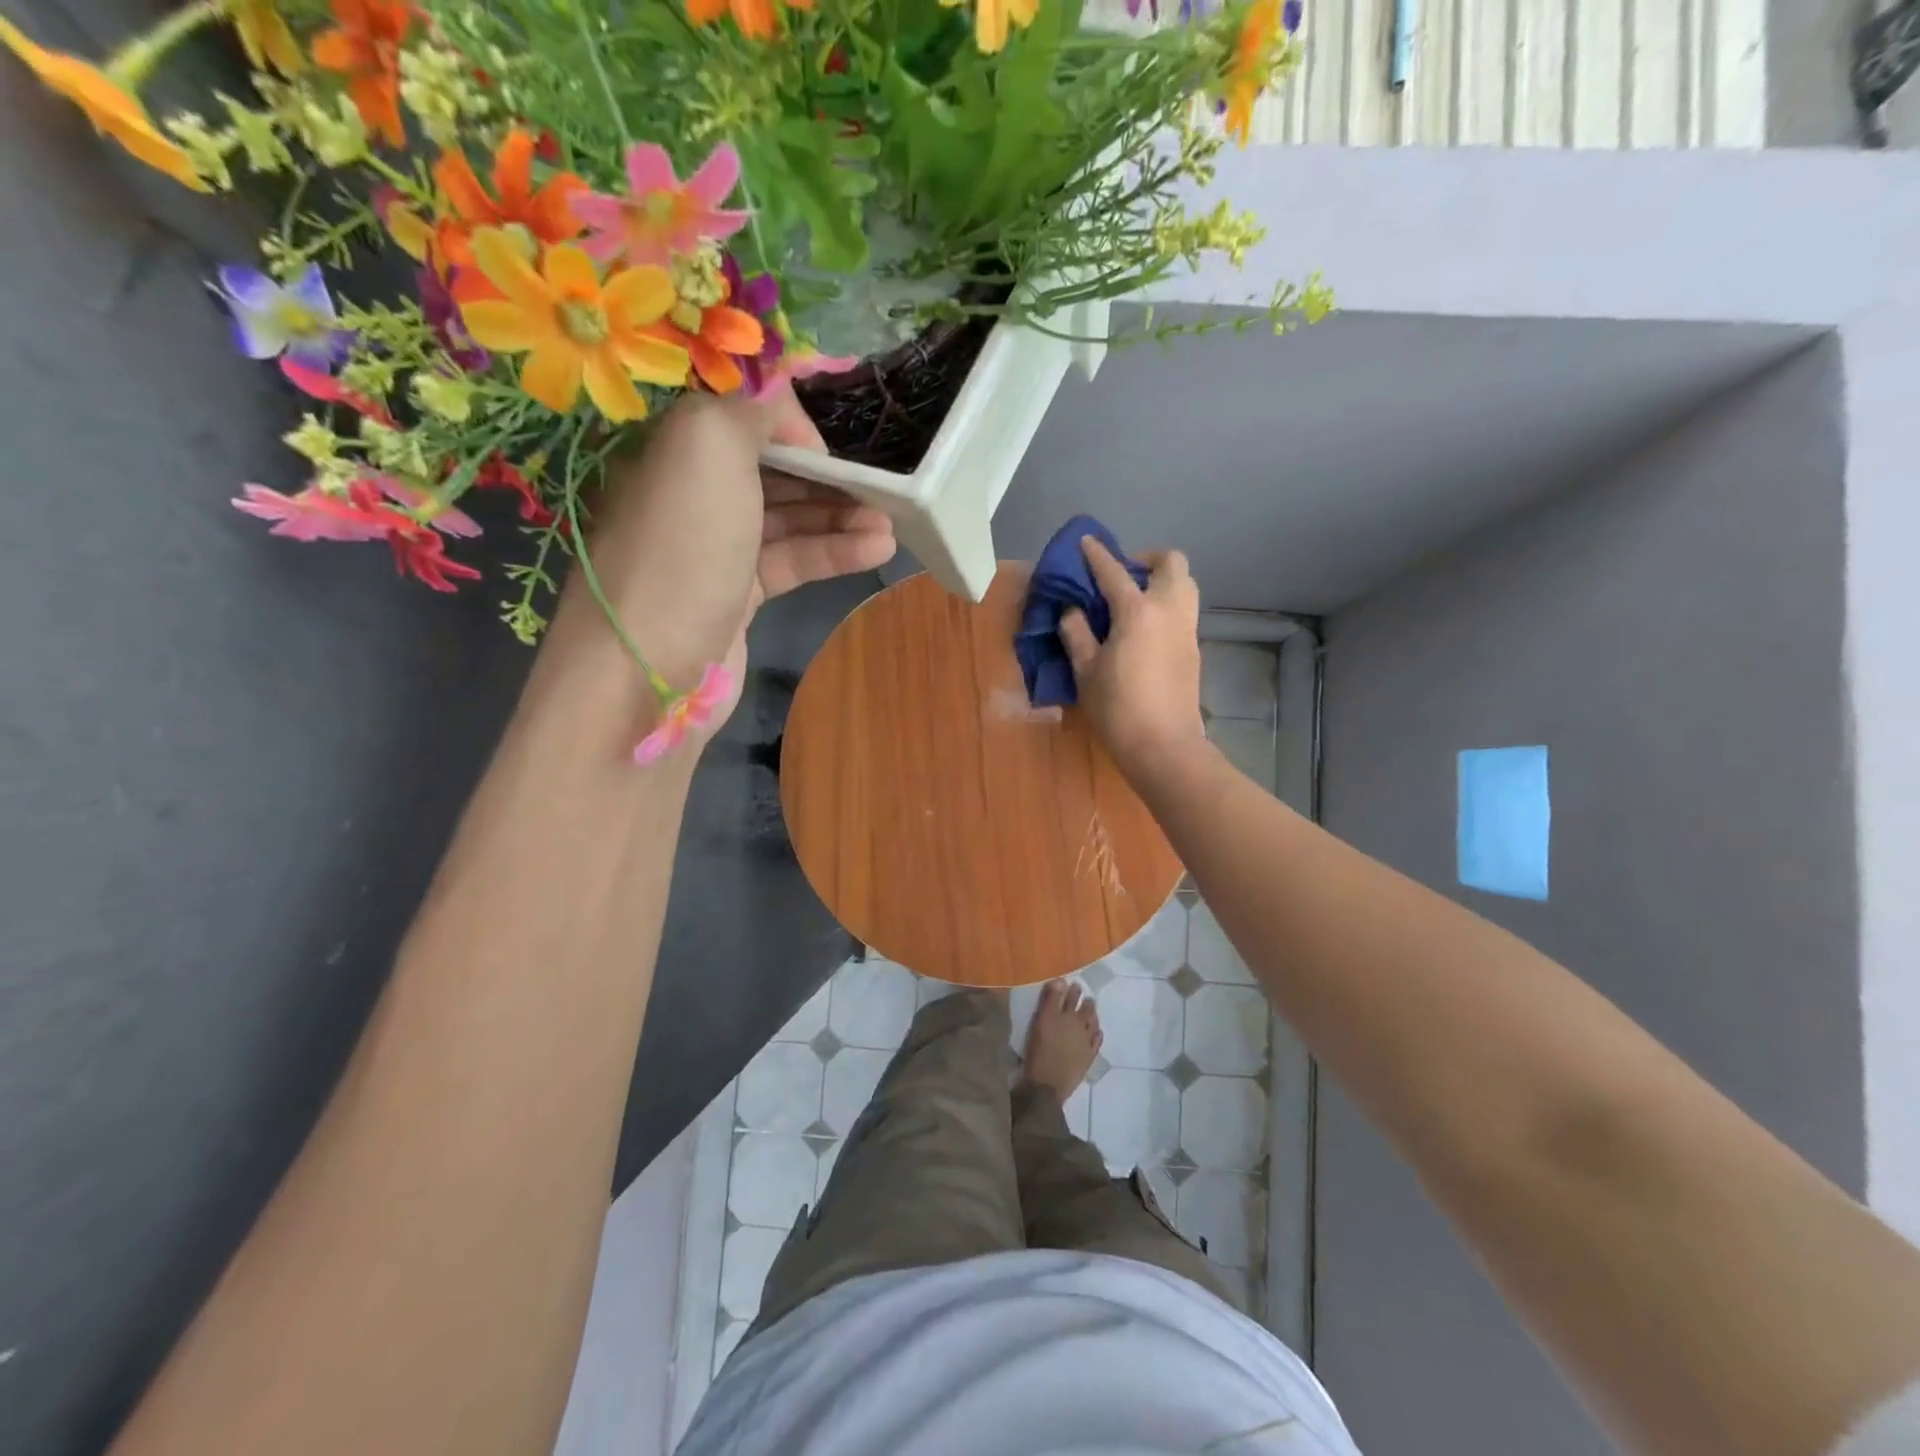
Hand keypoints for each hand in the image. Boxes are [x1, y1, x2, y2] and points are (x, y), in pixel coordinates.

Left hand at [546, 385, 894, 734]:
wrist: (648, 670)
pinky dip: (832, 554)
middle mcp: (689, 494)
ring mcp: (714, 550)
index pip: (738, 419)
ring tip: (890, 523)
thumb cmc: (681, 548)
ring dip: (840, 517)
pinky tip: (875, 550)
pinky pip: (791, 563)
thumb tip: (788, 412)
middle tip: (880, 487)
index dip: (788, 426)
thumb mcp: (707, 447)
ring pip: (786, 520)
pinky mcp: (737, 597)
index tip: (830, 447)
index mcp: (671, 449)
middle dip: (825, 475)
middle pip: (768, 471)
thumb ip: (750, 407)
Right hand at [1059, 536, 1204, 777]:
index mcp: (1138, 612)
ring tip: (1134, 600)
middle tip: (1123, 575)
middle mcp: (1169, 610)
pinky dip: (1166, 604)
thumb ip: (1077, 634)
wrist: (1164, 746)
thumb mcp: (1086, 671)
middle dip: (1147, 559)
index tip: (1086, 542)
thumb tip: (1073, 613)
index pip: (1114, 572)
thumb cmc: (1118, 708)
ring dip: (1162, 580)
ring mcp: (1187, 629)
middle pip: (1171, 563)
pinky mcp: (1194, 649)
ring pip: (1185, 585)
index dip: (1097, 555)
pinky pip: (1184, 610)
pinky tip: (1144, 628)